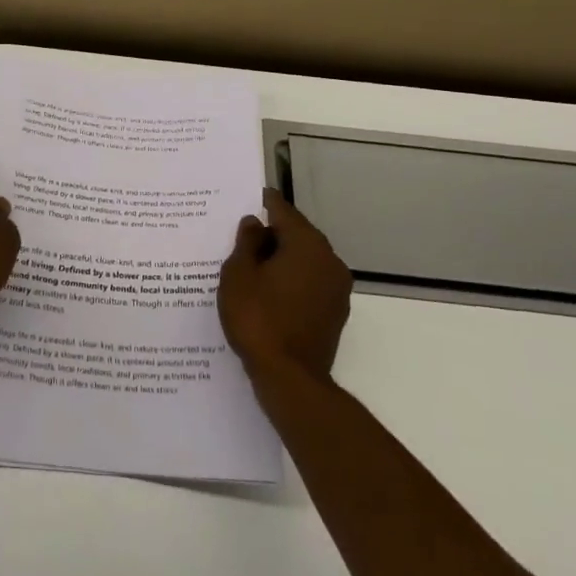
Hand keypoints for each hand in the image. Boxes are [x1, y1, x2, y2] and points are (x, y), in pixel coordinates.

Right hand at [218, 189, 352, 381]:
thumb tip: (254, 224)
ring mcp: (336, 288)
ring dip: (282, 258)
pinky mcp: (335, 312)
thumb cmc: (258, 319)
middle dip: (272, 233)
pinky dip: (291, 280)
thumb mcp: (238, 275)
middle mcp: (329, 259)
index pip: (283, 211)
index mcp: (307, 244)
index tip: (250, 197)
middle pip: (297, 235)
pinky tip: (269, 290)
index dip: (264, 203)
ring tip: (252, 264)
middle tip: (243, 234)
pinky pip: (309, 283)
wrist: (290, 378)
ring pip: (304, 260)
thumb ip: (246, 243)